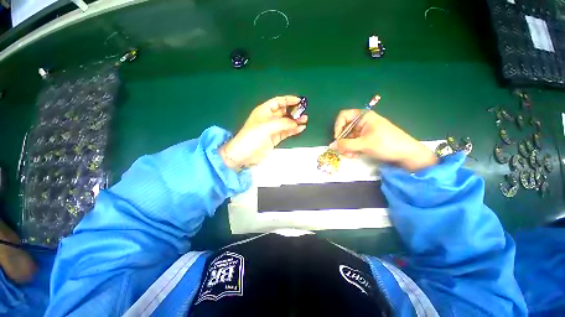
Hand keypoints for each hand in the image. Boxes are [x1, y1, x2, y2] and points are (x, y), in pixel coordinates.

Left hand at [221, 96, 307, 170]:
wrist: (244, 155)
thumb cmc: (252, 137)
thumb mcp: (266, 127)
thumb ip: (282, 123)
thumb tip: (296, 123)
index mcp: (264, 111)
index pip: (278, 102)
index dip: (288, 100)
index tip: (299, 101)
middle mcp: (269, 118)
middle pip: (283, 112)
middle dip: (293, 111)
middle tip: (304, 112)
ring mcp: (272, 129)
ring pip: (286, 122)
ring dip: (295, 121)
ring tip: (305, 120)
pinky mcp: (275, 138)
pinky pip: (286, 132)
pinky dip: (293, 130)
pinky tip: (301, 129)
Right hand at [330, 110, 437, 170]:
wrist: (407, 154)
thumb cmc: (386, 144)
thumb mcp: (364, 144)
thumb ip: (346, 145)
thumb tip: (331, 145)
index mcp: (363, 116)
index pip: (343, 116)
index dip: (338, 126)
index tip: (338, 138)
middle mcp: (363, 122)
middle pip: (345, 128)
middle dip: (342, 140)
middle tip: (342, 151)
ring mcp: (364, 130)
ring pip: (348, 137)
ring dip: (346, 146)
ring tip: (349, 155)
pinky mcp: (366, 139)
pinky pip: (354, 142)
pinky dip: (352, 148)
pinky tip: (354, 155)